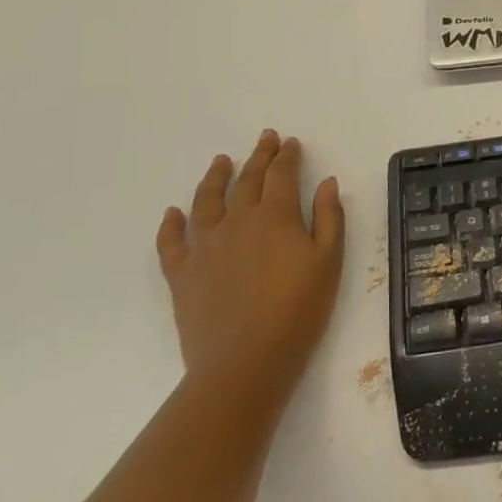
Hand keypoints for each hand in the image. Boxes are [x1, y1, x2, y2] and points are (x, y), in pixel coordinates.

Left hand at [156, 130, 344, 402]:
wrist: (245, 362)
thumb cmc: (298, 310)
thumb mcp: (329, 261)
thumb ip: (329, 218)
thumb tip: (326, 182)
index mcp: (276, 216)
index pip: (281, 175)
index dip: (287, 156)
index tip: (291, 142)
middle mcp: (237, 221)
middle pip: (246, 180)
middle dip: (258, 156)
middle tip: (265, 139)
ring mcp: (204, 247)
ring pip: (207, 201)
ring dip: (215, 177)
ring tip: (220, 161)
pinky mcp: (182, 274)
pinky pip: (171, 242)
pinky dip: (171, 224)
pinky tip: (173, 213)